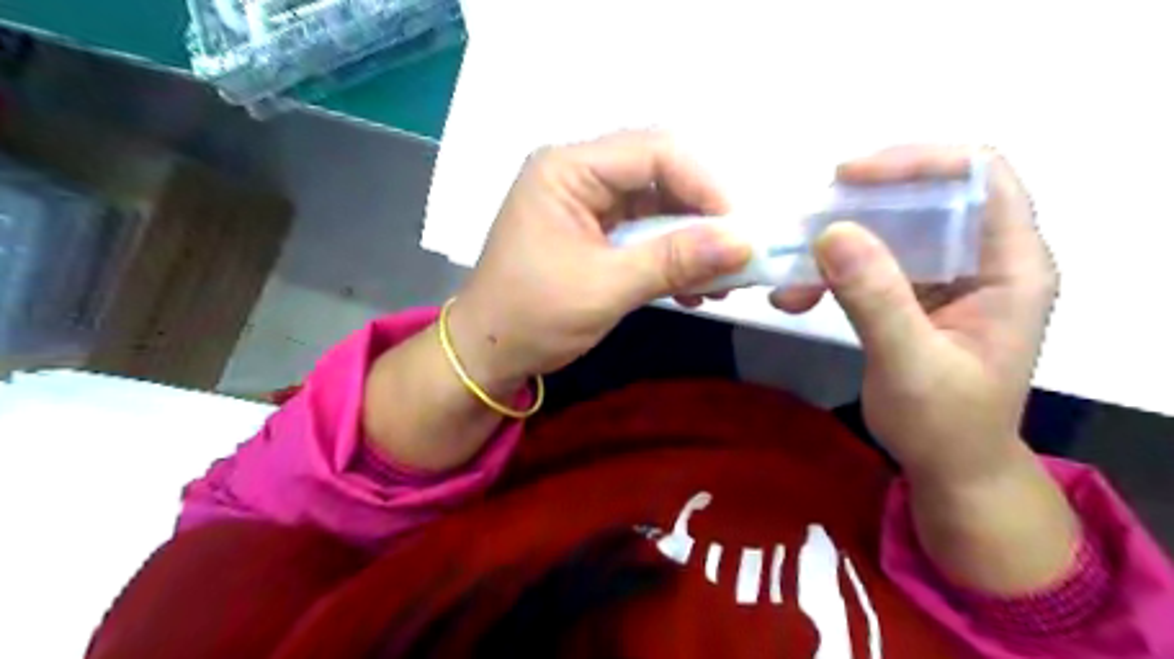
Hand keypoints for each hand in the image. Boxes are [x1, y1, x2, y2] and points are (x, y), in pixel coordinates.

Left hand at [450, 128, 751, 386]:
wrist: (487, 354)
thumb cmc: (532, 317)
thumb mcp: (605, 288)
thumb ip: (674, 261)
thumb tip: (744, 242)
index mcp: (568, 169)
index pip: (654, 152)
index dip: (705, 184)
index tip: (741, 230)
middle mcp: (578, 174)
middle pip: (660, 174)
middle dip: (703, 215)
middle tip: (737, 255)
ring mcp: (586, 203)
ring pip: (658, 206)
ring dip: (692, 241)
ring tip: (720, 280)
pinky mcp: (593, 232)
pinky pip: (645, 232)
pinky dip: (672, 256)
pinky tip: (692, 288)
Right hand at [777, 148, 1059, 486]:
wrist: (950, 468)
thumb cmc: (945, 425)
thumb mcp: (910, 364)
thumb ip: (876, 298)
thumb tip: (832, 233)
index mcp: (1010, 267)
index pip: (981, 176)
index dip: (919, 162)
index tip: (849, 179)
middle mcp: (982, 260)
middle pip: (927, 195)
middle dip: (860, 205)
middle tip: (806, 223)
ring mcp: (946, 277)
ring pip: (890, 229)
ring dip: (835, 244)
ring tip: (790, 274)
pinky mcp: (914, 294)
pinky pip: (870, 263)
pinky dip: (830, 272)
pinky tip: (796, 296)